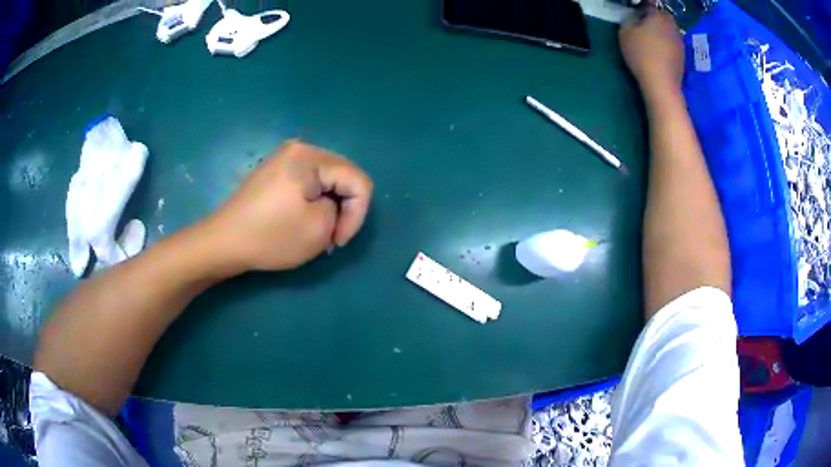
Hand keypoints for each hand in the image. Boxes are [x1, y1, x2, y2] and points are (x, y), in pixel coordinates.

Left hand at [203, 140, 372, 271]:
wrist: (223, 242)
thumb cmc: (270, 236)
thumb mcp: (319, 229)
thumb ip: (342, 210)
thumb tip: (332, 206)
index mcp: (311, 156)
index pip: (358, 181)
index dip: (358, 214)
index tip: (338, 241)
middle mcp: (299, 148)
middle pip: (344, 176)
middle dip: (344, 209)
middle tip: (331, 237)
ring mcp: (284, 158)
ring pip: (328, 180)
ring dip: (330, 207)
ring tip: (317, 232)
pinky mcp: (275, 171)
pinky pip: (309, 182)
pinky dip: (314, 202)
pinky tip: (303, 221)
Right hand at [619, 8, 683, 95]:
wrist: (662, 84)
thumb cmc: (642, 54)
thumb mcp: (625, 33)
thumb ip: (628, 20)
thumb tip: (634, 19)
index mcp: (659, 15)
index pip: (650, 5)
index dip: (641, 10)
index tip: (635, 17)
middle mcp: (673, 26)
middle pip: (662, 17)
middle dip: (654, 20)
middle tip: (642, 28)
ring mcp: (680, 42)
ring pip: (668, 31)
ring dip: (661, 34)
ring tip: (650, 43)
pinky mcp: (682, 57)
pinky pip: (672, 45)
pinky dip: (665, 46)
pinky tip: (658, 55)